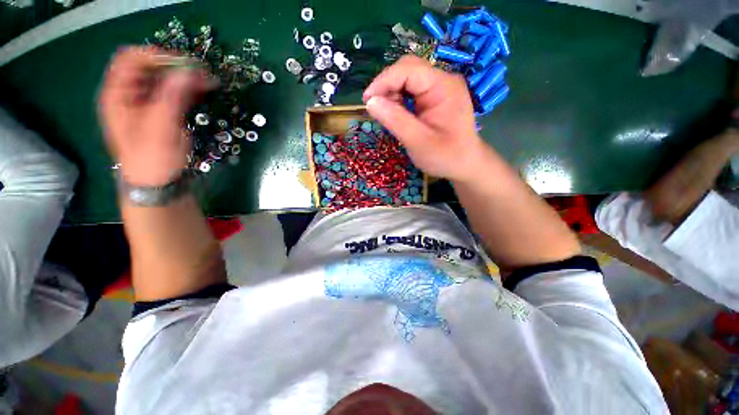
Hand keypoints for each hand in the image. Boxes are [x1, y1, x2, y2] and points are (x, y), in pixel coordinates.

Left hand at [99, 46, 212, 185]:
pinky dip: (186, 89)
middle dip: (174, 66)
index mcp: (117, 95)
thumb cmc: (152, 158)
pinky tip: (200, 91)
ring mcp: (144, 103)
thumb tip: (189, 71)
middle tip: (200, 73)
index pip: (131, 59)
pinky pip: (171, 92)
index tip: (185, 64)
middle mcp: (128, 94)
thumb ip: (173, 97)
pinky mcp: (159, 112)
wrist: (157, 183)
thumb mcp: (161, 127)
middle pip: (148, 66)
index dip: (156, 55)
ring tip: (206, 82)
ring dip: (183, 77)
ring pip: (162, 78)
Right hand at [363, 55, 486, 182]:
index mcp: (443, 87)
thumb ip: (395, 120)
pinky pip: (412, 91)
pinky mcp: (435, 97)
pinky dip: (399, 100)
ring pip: (407, 79)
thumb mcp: (418, 142)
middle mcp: (443, 81)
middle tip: (376, 109)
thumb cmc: (445, 156)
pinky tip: (397, 115)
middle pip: (408, 69)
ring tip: (387, 115)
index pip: (409, 69)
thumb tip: (370, 102)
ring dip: (392, 93)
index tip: (366, 101)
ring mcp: (440, 88)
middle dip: (387, 86)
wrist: (465, 165)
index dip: (384, 81)